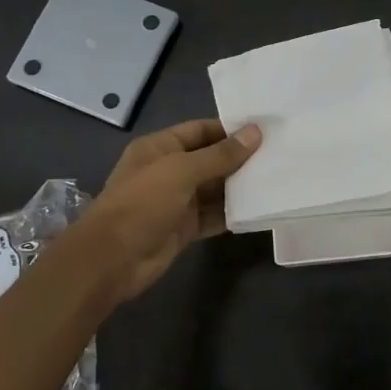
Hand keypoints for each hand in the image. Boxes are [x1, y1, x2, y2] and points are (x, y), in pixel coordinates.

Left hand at [78, 119, 261, 301]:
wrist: (112, 260)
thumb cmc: (142, 204)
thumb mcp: (181, 171)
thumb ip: (220, 154)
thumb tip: (255, 133)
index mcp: (160, 148)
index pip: (200, 130)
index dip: (230, 129)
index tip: (264, 130)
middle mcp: (169, 171)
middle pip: (210, 159)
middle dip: (240, 158)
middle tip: (279, 155)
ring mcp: (177, 201)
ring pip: (214, 188)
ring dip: (240, 186)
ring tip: (277, 179)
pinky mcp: (184, 228)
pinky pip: (213, 215)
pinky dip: (232, 213)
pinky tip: (259, 209)